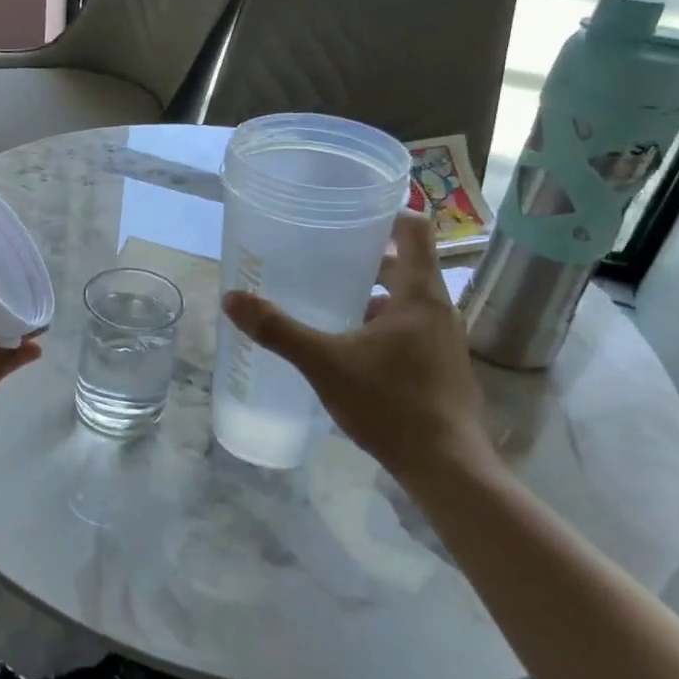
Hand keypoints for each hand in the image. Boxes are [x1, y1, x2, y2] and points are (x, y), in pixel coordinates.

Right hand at [222, 212, 501, 485]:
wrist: (446, 466)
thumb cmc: (390, 404)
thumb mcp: (324, 364)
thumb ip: (278, 330)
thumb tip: (232, 298)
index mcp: (419, 294)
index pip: (415, 229)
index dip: (388, 212)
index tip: (353, 213)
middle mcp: (440, 309)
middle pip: (407, 266)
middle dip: (369, 261)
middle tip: (326, 259)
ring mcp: (447, 340)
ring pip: (409, 302)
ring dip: (375, 297)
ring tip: (333, 305)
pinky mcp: (445, 368)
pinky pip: (413, 331)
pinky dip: (386, 328)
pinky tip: (354, 351)